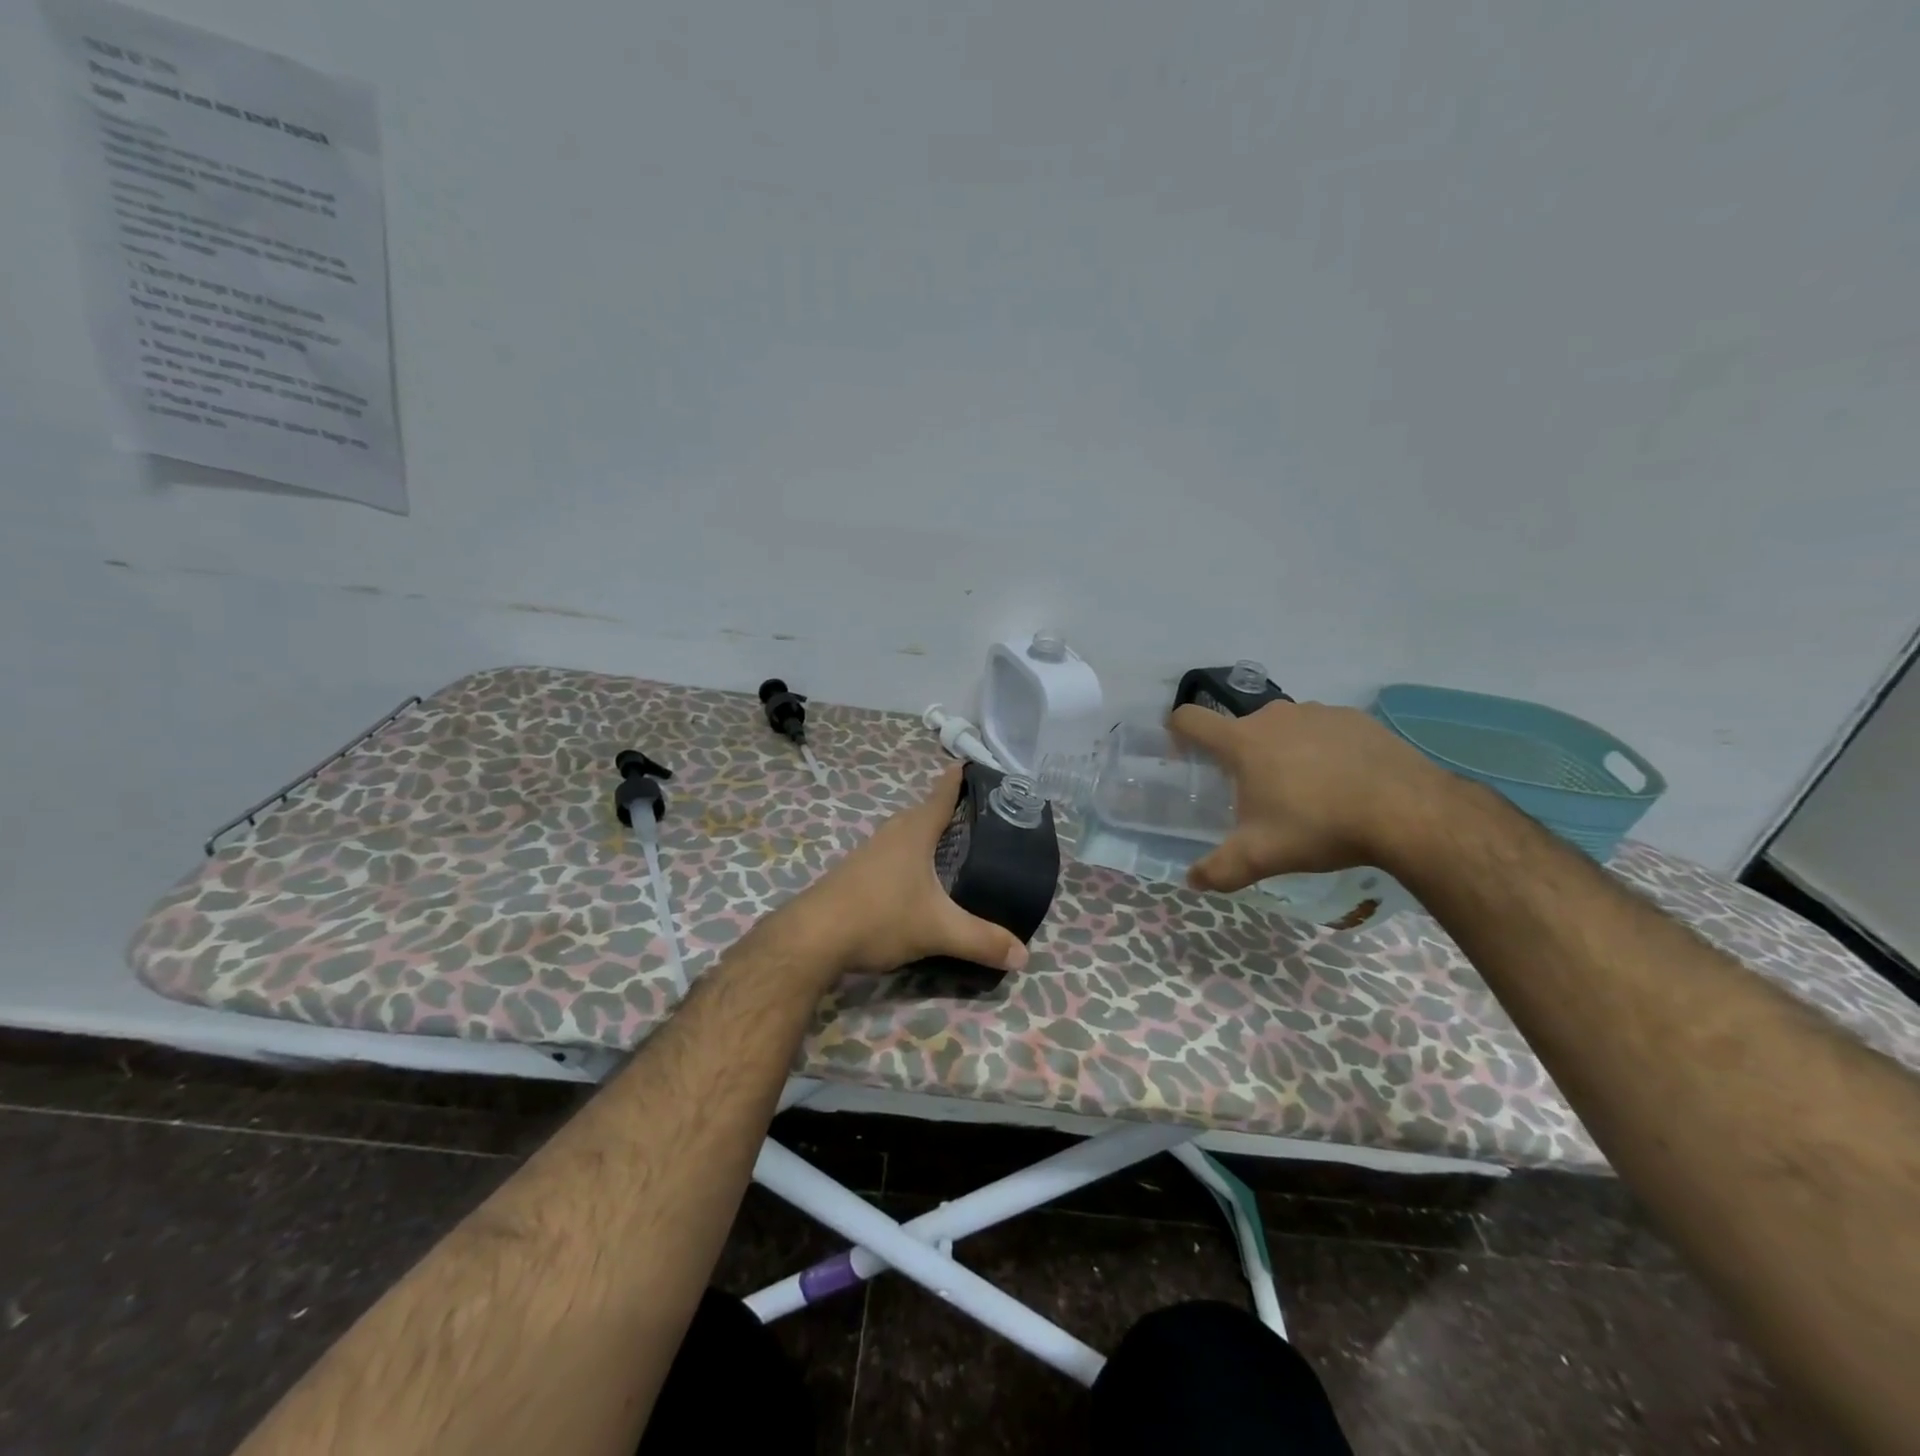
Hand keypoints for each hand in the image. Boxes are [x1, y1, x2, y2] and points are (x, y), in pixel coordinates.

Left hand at [781, 767, 1031, 978]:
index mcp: (914, 832)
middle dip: (949, 810)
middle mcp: (891, 834)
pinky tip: (917, 880)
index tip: (974, 764)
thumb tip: (1024, 956)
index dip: (959, 778)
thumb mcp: (938, 930)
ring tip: (953, 848)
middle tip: (979, 818)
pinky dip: (910, 857)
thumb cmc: (880, 917)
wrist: (812, 938)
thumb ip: (982, 940)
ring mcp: (868, 853)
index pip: (942, 794)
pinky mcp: (855, 874)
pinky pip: (891, 854)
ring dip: (927, 836)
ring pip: (905, 834)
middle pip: (924, 812)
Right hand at [1168, 700, 1453, 892]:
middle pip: (1240, 729)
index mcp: (1243, 742)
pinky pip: (1323, 730)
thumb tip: (1192, 880)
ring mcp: (1318, 712)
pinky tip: (1343, 783)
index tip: (1183, 754)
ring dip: (1282, 752)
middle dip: (1240, 757)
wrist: (1408, 811)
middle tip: (1257, 795)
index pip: (1190, 719)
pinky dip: (1322, 750)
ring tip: (1306, 792)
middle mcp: (1275, 716)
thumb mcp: (1261, 857)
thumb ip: (1219, 869)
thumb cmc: (1320, 827)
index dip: (1177, 731)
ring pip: (1284, 729)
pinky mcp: (1355, 718)